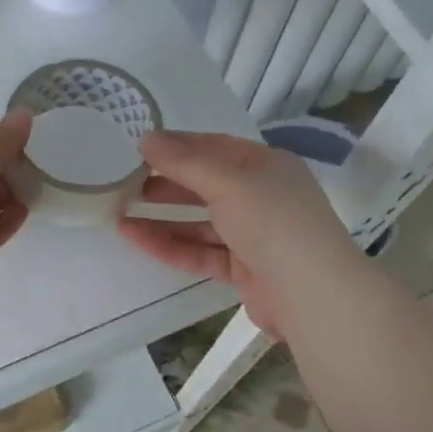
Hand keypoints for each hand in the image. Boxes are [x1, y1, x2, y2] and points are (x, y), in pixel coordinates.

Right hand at [117, 130, 354, 336]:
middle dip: (165, 184)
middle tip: (124, 183)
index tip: (138, 147)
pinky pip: (201, 252)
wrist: (312, 294)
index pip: (215, 147)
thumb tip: (146, 137)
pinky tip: (137, 239)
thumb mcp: (228, 182)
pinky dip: (170, 246)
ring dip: (162, 218)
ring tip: (120, 215)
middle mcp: (262, 196)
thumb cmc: (273, 222)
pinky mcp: (244, 269)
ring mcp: (254, 235)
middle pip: (206, 185)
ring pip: (199, 222)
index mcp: (266, 165)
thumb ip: (184, 162)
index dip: (177, 145)